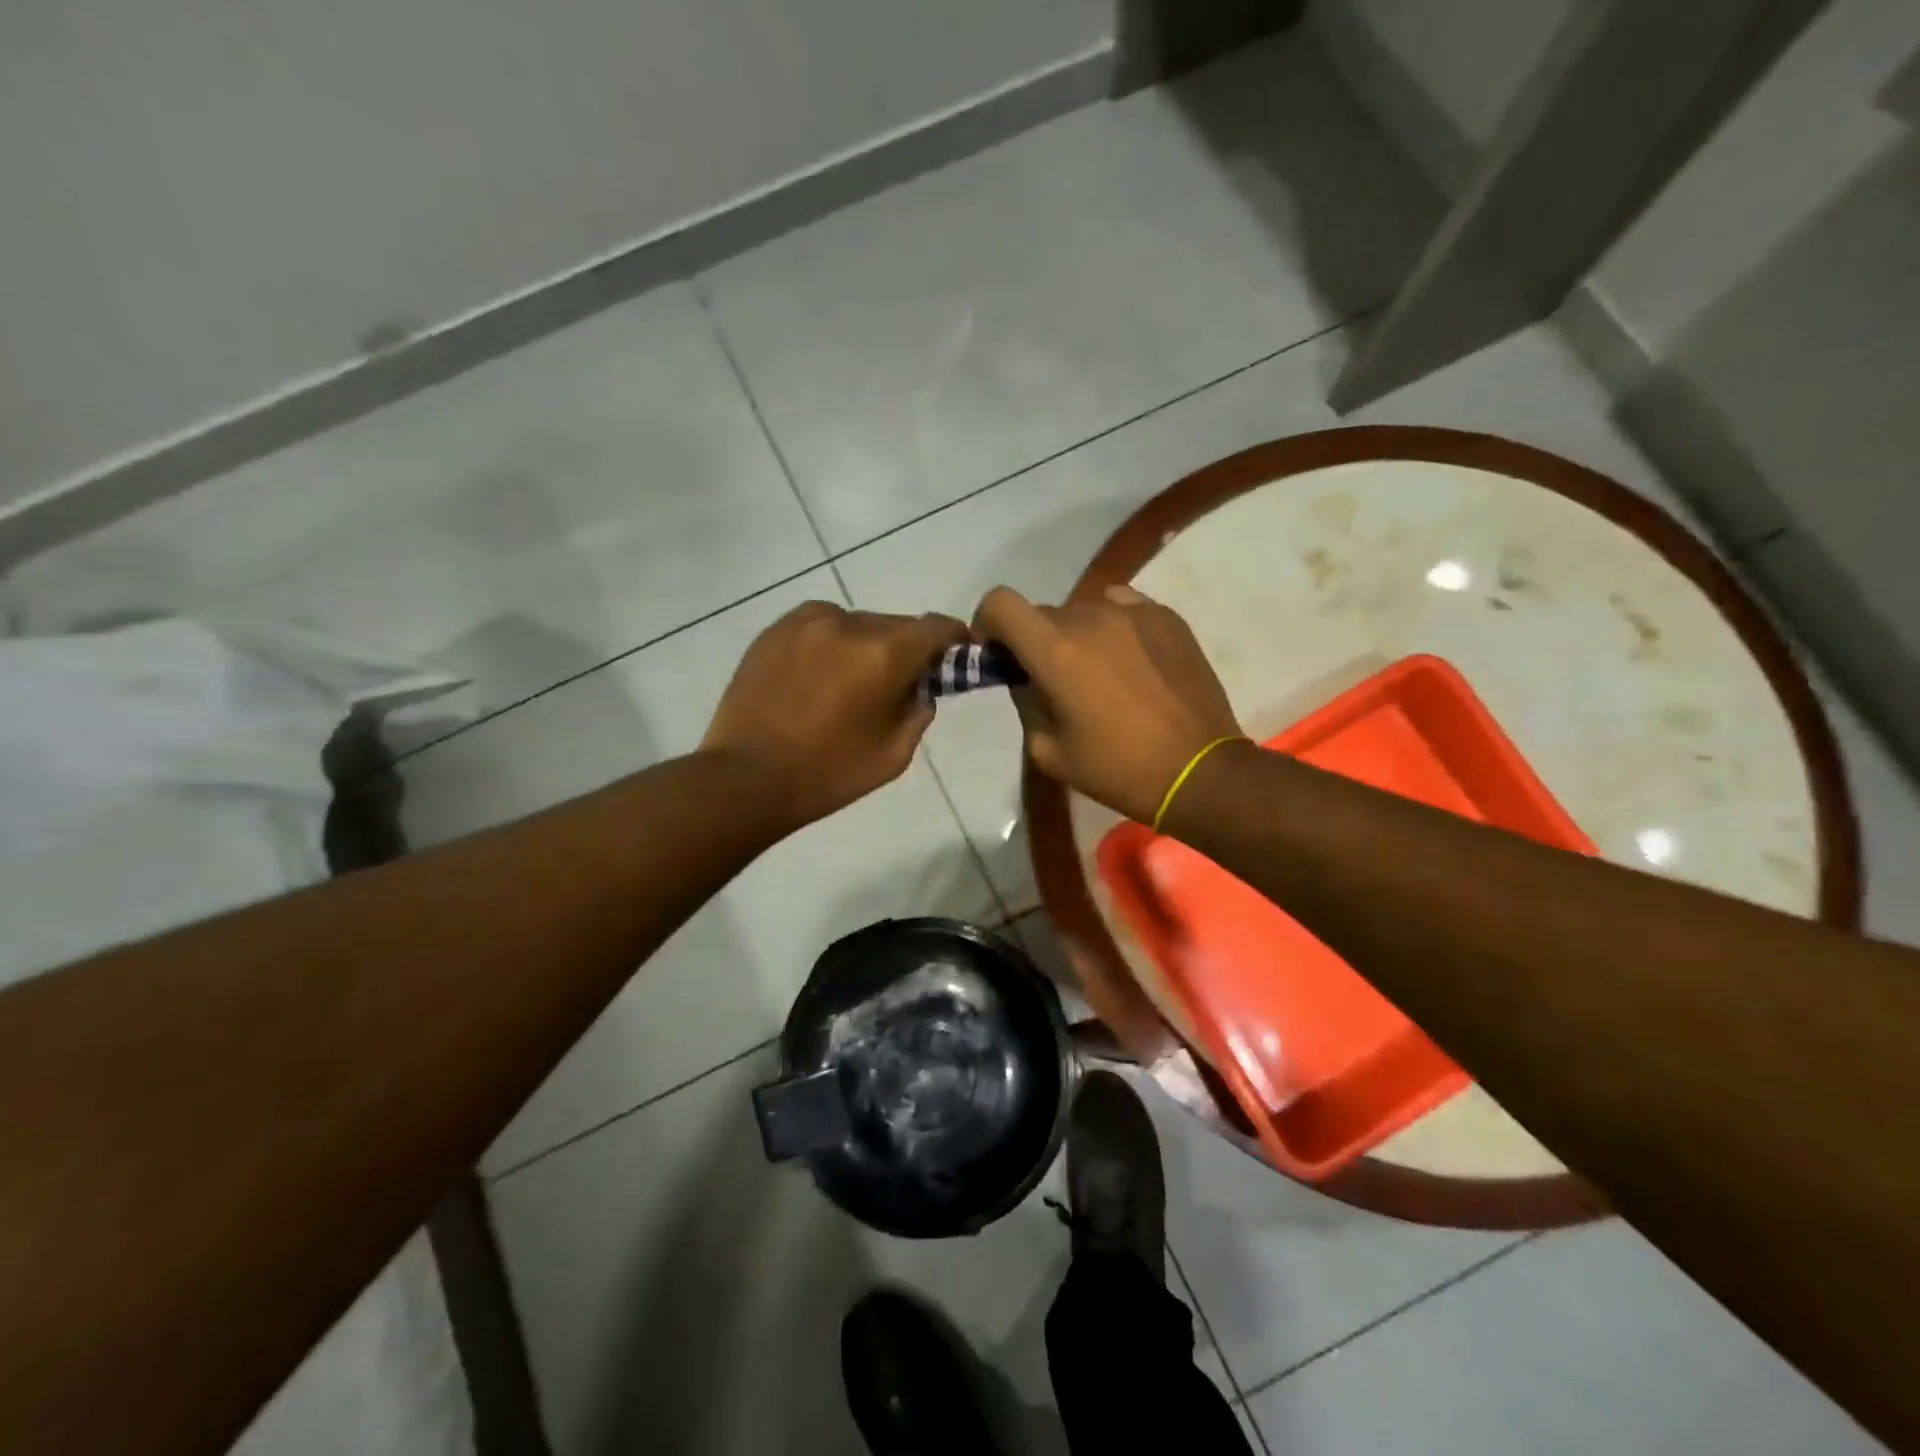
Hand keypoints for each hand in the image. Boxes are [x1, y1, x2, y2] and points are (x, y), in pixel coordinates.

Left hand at [702, 600, 967, 830]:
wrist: (746, 778)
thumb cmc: (828, 774)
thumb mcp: (894, 754)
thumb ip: (918, 712)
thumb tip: (920, 688)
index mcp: (884, 654)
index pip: (936, 627)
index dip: (954, 638)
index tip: (957, 652)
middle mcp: (848, 624)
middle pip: (896, 624)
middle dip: (906, 649)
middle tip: (900, 681)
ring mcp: (806, 622)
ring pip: (856, 623)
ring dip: (866, 645)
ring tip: (851, 681)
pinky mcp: (775, 630)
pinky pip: (819, 626)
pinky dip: (831, 643)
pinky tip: (819, 675)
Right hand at [972, 584, 1243, 823]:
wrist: (1200, 771)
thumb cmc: (1118, 770)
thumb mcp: (1050, 751)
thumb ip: (1026, 703)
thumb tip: (1023, 678)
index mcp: (1055, 651)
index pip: (1001, 602)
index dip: (989, 622)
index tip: (998, 652)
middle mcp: (1091, 617)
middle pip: (1043, 612)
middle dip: (1036, 640)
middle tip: (1053, 679)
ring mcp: (1134, 612)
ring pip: (1084, 609)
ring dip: (1076, 634)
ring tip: (1098, 671)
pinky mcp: (1167, 617)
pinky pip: (1123, 608)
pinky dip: (1113, 627)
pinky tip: (1129, 661)